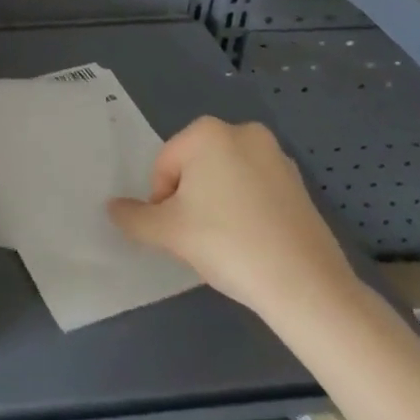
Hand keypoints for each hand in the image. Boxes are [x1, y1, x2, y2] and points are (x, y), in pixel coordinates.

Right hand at [107, 117, 359, 320]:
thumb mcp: (168, 232)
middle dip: (191, 200)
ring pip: (227, 179)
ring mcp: (277, 157)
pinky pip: (257, 192)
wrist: (307, 287)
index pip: (165, 166)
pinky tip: (253, 245)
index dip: (162, 201)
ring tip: (227, 244)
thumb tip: (113, 208)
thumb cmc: (228, 244)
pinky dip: (247, 212)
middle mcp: (243, 133)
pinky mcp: (301, 186)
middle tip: (199, 238)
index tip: (178, 233)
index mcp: (208, 132)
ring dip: (218, 205)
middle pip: (196, 168)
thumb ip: (134, 217)